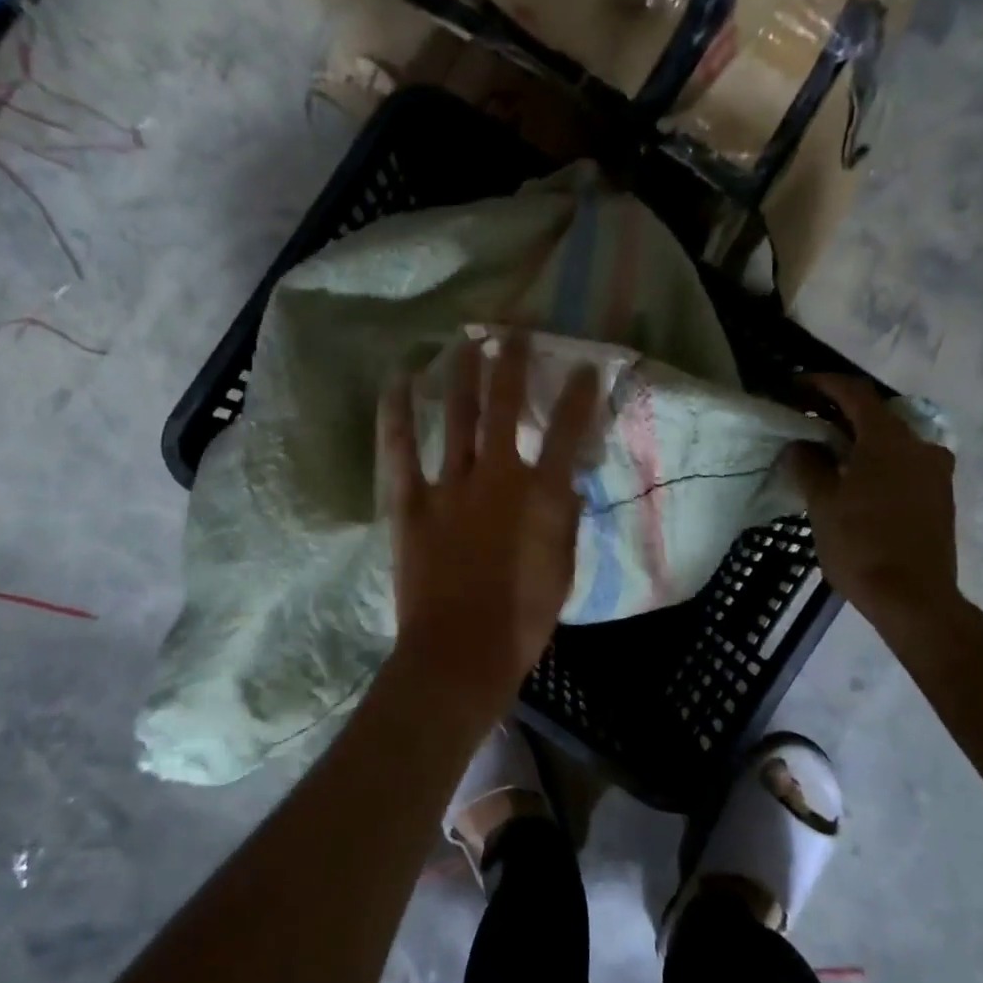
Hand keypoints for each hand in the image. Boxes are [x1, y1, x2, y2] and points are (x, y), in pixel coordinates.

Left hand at [381, 333, 600, 717]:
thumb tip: (567, 483)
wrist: (462, 652)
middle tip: (515, 331)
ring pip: (460, 416)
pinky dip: (398, 413)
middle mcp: (497, 476)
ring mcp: (450, 485)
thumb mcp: (563, 569)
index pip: (569, 431)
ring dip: (465, 374)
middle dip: (513, 363)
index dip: (580, 395)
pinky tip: (399, 380)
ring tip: (468, 339)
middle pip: (507, 407)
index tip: (584, 367)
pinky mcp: (411, 501)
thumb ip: (564, 520)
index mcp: (541, 494)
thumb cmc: (523, 619)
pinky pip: (401, 449)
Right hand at [785, 375, 960, 628]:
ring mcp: (935, 472)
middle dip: (839, 413)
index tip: (796, 386)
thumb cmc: (861, 544)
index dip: (823, 384)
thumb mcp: (823, 503)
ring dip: (859, 439)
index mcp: (889, 439)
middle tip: (807, 420)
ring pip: (892, 441)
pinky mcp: (939, 496)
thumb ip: (809, 465)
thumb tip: (801, 445)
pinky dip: (877, 460)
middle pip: (876, 415)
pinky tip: (855, 479)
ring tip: (828, 452)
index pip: (855, 393)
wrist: (914, 598)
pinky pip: (903, 463)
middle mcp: (920, 445)